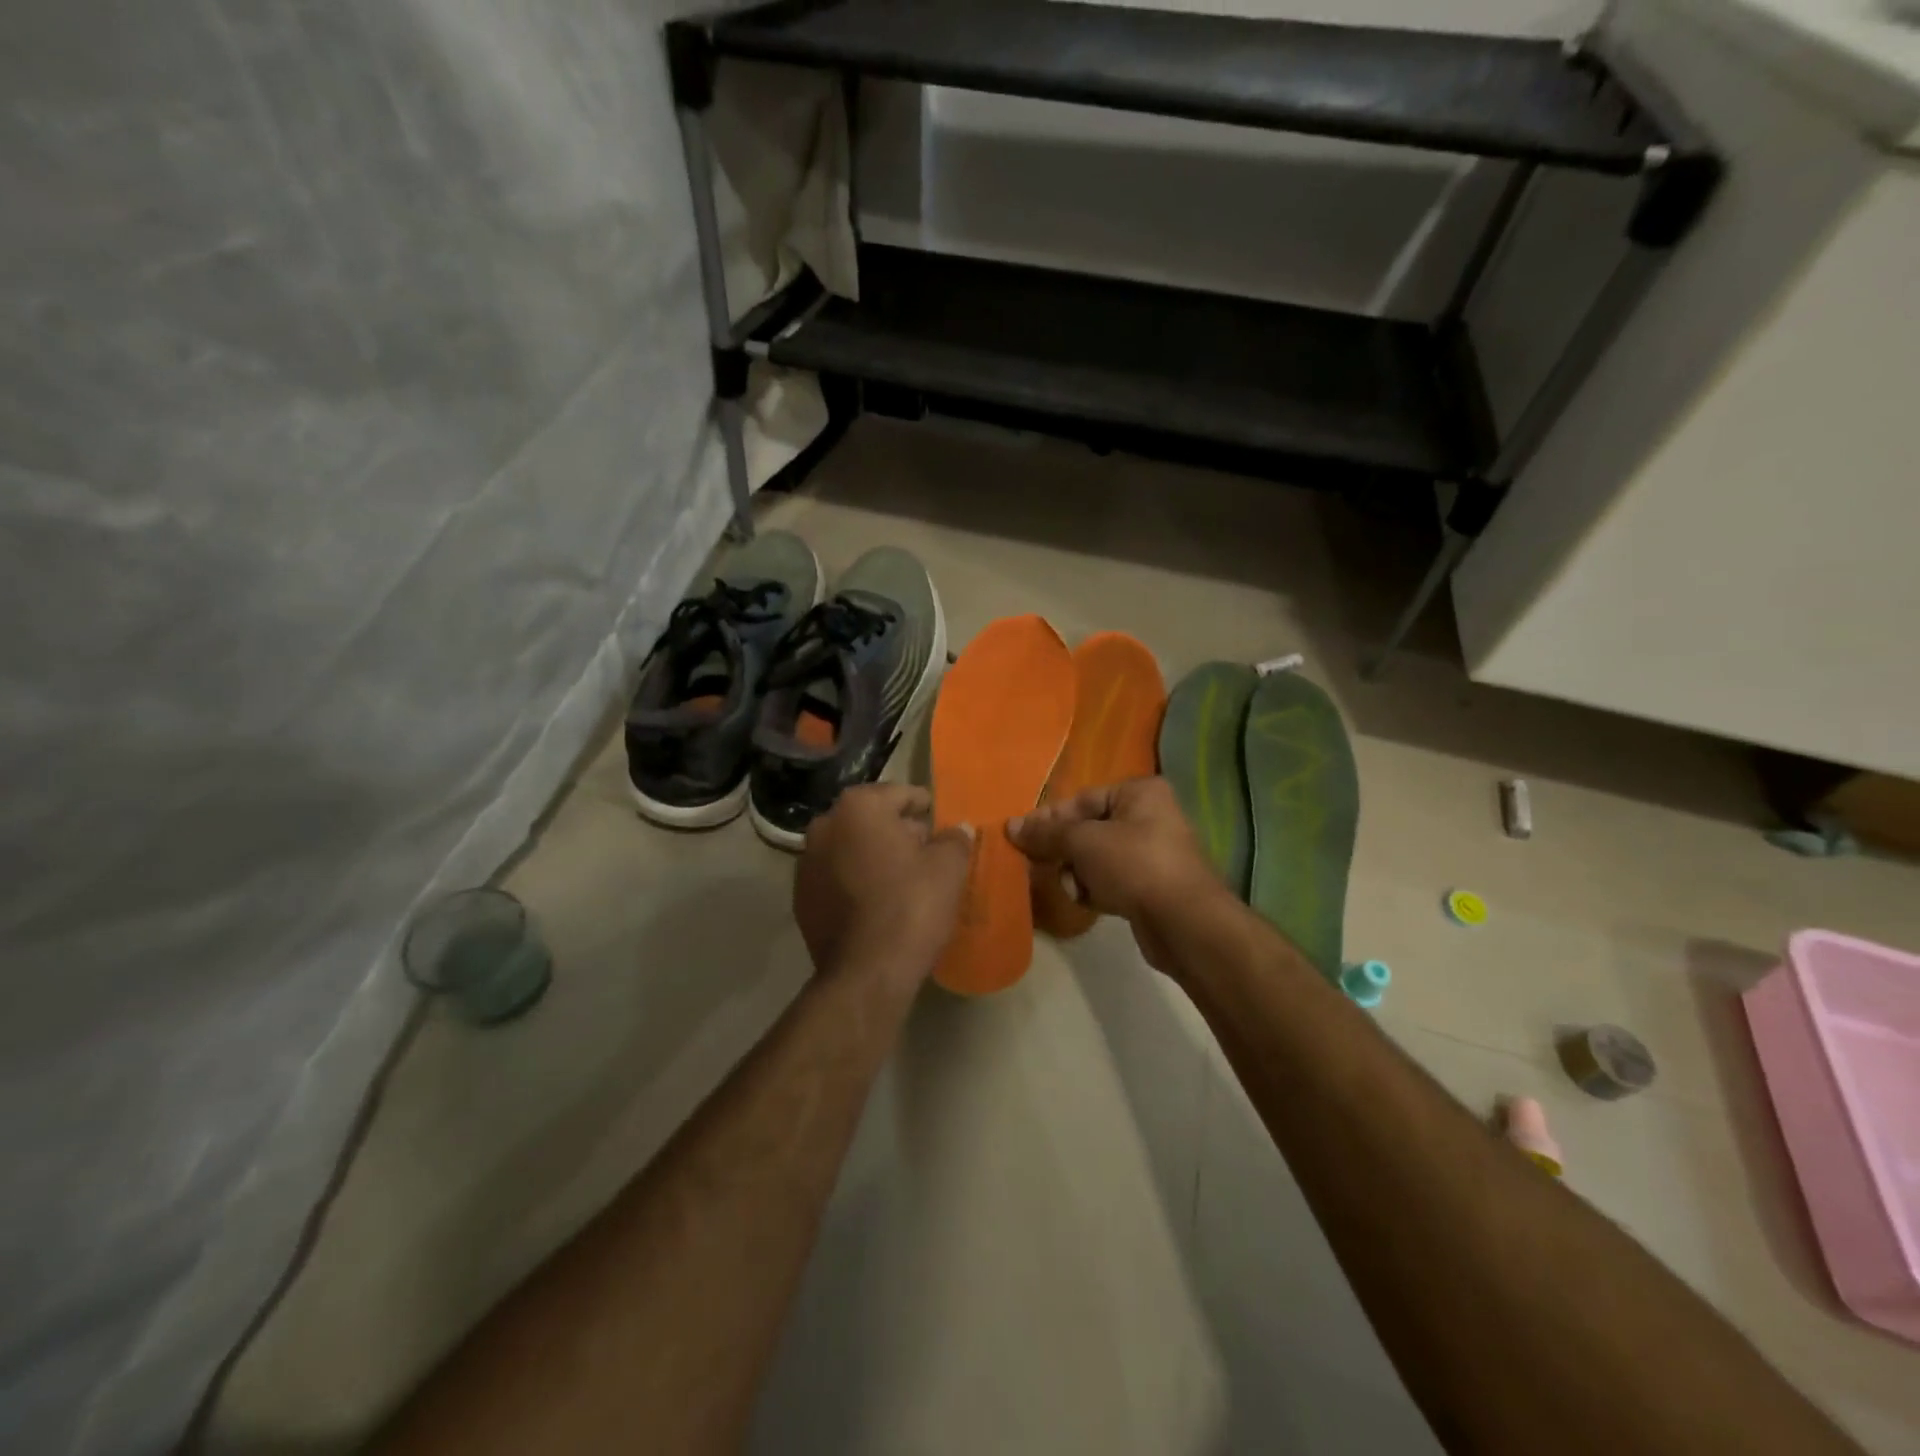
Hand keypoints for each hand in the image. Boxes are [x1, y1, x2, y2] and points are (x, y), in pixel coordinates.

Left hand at [793, 784, 972, 988]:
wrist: (866, 973)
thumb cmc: (911, 907)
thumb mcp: (948, 868)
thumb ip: (954, 840)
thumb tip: (956, 830)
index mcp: (859, 807)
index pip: (899, 793)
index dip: (923, 806)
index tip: (938, 820)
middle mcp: (825, 825)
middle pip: (871, 819)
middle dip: (897, 831)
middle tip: (926, 851)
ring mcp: (806, 863)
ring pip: (850, 847)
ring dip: (873, 855)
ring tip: (903, 879)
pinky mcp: (801, 898)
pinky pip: (836, 877)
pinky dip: (855, 881)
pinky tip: (877, 902)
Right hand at [1007, 777, 1227, 972]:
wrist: (1184, 923)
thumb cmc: (1134, 866)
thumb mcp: (1083, 842)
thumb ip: (1046, 833)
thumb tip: (1011, 826)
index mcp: (1139, 792)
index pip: (1081, 799)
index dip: (1048, 818)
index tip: (1018, 837)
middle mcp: (1149, 816)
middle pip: (1087, 829)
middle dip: (1064, 850)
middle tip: (1039, 864)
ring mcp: (1152, 853)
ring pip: (1095, 857)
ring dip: (1078, 873)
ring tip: (1076, 888)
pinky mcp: (1150, 886)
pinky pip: (1110, 879)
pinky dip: (1095, 889)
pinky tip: (1090, 902)